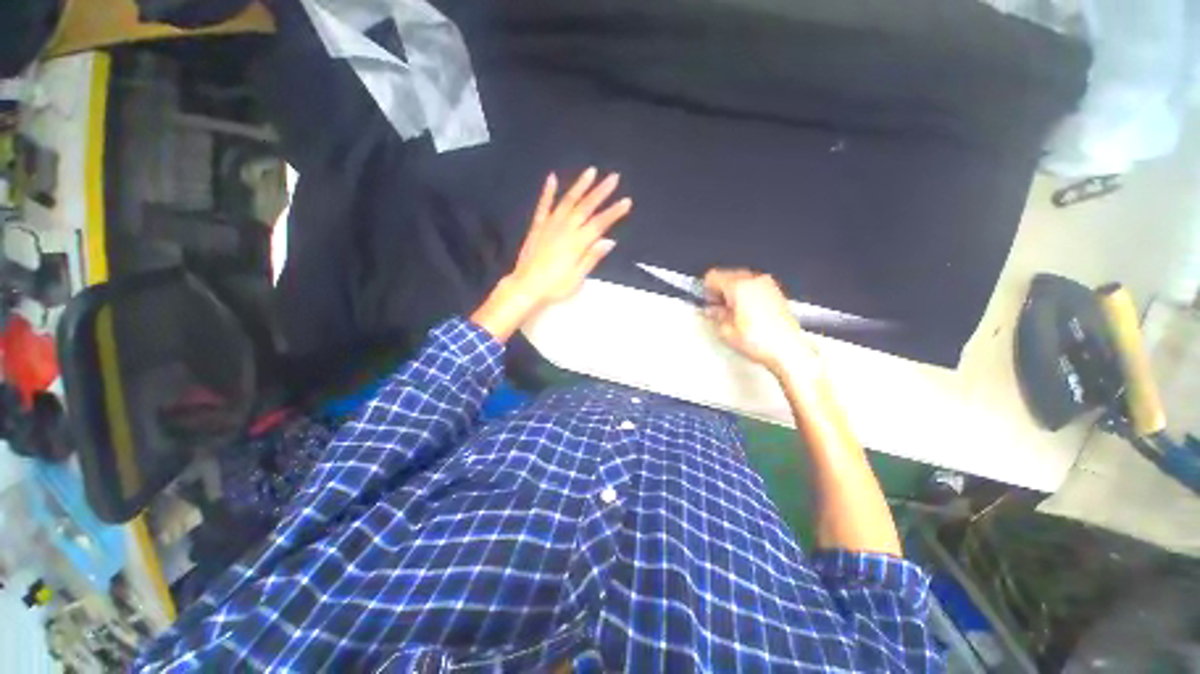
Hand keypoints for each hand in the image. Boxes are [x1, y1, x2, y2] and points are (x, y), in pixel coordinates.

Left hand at [472, 168, 631, 340]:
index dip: (614, 212)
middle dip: (601, 192)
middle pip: (586, 207)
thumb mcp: (577, 278)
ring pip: (567, 201)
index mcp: (577, 243)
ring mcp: (550, 225)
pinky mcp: (537, 226)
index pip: (600, 224)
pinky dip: (548, 191)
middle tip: (614, 177)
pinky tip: (552, 178)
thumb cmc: (554, 286)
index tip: (627, 201)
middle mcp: (565, 229)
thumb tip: (609, 241)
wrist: (525, 286)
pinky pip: (543, 205)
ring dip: (580, 186)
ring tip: (591, 172)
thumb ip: (592, 257)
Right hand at [703, 269, 814, 375]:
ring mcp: (768, 285)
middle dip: (720, 289)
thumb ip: (716, 315)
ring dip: (733, 291)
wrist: (788, 350)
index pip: (713, 277)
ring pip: (742, 280)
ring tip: (731, 311)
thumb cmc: (757, 341)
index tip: (706, 302)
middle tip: (716, 308)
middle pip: (728, 275)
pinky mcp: (777, 293)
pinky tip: (745, 311)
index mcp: (738, 286)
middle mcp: (753, 280)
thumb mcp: (727, 331)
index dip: (706, 290)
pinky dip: (746, 294)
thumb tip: (713, 310)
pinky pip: (754, 286)